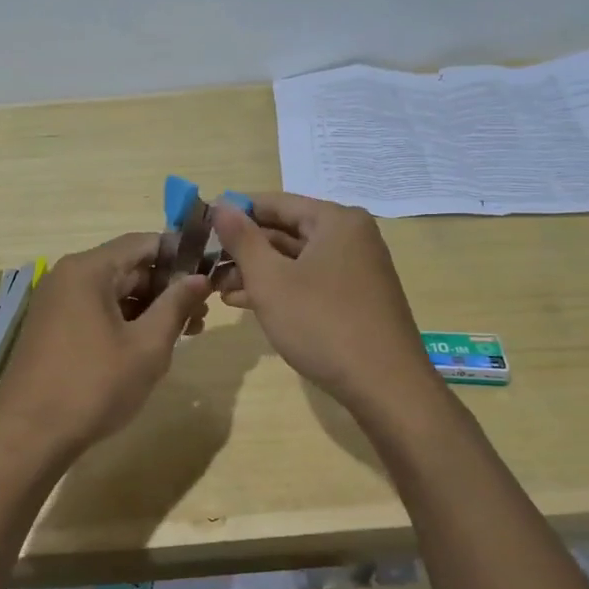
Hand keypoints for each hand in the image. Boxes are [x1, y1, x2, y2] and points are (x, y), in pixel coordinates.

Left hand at [0, 233, 210, 466]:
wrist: (29, 436)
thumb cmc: (93, 386)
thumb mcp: (147, 347)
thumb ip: (176, 306)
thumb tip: (200, 278)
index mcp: (88, 269)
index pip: (143, 243)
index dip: (180, 256)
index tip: (209, 276)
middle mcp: (68, 276)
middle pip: (128, 266)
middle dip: (167, 287)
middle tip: (202, 315)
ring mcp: (57, 302)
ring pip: (114, 291)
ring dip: (149, 307)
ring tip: (184, 333)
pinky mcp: (53, 327)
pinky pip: (96, 310)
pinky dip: (125, 321)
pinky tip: (148, 345)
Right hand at [210, 193, 440, 419]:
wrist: (385, 386)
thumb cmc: (322, 324)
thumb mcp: (271, 280)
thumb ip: (242, 239)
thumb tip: (221, 203)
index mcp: (336, 220)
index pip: (274, 202)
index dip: (235, 214)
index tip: (202, 229)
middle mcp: (351, 236)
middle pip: (286, 230)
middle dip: (245, 249)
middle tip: (206, 265)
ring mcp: (356, 268)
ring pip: (296, 259)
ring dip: (257, 271)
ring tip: (218, 290)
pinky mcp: (356, 297)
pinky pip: (310, 280)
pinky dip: (281, 288)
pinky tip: (247, 303)